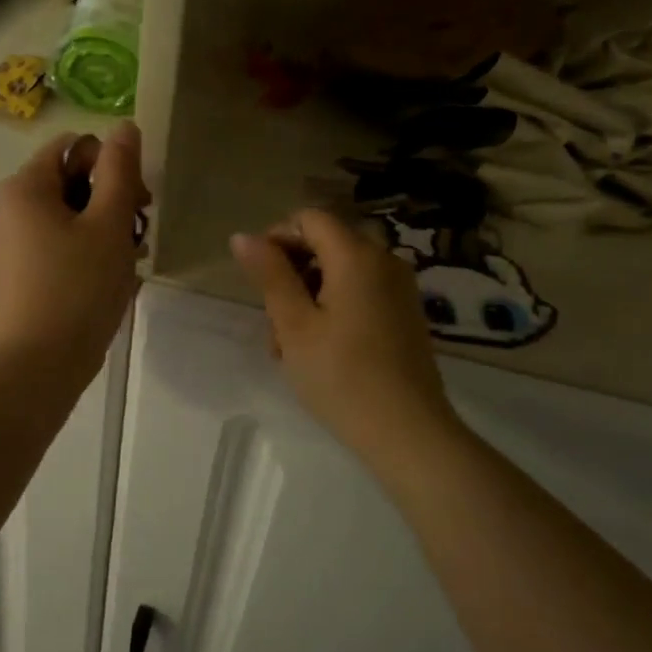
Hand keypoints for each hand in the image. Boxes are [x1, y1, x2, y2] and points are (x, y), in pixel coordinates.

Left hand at [0, 121, 148, 381]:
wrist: (35, 366)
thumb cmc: (79, 289)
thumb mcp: (109, 225)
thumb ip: (120, 170)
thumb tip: (124, 126)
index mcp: (22, 186)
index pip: (74, 147)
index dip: (112, 167)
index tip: (138, 205)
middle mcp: (0, 206)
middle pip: (65, 182)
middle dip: (107, 202)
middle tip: (137, 239)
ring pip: (57, 217)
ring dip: (96, 230)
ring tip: (125, 265)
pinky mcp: (1, 273)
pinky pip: (43, 245)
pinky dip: (73, 251)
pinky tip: (98, 281)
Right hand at [231, 210, 458, 457]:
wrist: (408, 432)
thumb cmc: (342, 376)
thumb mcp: (294, 325)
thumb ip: (270, 274)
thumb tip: (243, 236)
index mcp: (357, 255)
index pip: (309, 219)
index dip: (277, 239)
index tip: (259, 281)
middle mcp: (384, 260)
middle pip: (325, 245)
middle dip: (291, 275)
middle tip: (272, 324)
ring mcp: (399, 288)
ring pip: (339, 273)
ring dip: (307, 297)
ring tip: (288, 348)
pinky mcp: (404, 313)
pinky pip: (360, 293)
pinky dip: (333, 309)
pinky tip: (318, 350)